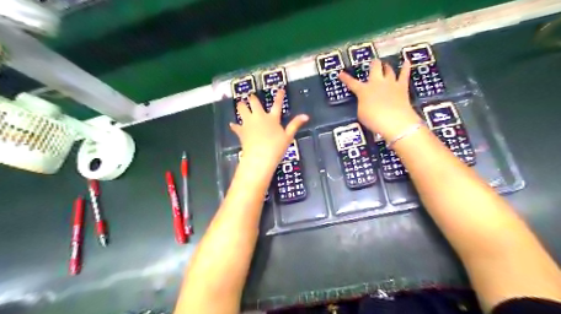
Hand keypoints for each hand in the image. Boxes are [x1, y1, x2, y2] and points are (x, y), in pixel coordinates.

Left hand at [229, 89, 307, 174]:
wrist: (259, 157)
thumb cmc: (276, 147)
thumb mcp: (288, 136)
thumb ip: (295, 125)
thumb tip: (306, 115)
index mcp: (272, 118)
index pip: (277, 104)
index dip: (279, 96)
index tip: (280, 89)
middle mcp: (259, 117)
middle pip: (254, 102)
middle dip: (252, 98)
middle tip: (251, 97)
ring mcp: (248, 123)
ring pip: (241, 109)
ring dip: (241, 106)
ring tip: (240, 104)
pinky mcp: (241, 131)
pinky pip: (236, 126)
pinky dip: (235, 126)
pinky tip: (232, 125)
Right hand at [340, 61, 422, 140]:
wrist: (394, 121)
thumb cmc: (373, 120)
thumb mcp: (361, 113)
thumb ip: (362, 104)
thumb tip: (365, 101)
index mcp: (363, 90)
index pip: (352, 83)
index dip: (345, 78)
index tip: (340, 73)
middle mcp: (376, 83)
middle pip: (374, 68)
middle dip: (373, 64)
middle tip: (373, 63)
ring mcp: (390, 83)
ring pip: (388, 69)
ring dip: (386, 66)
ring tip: (385, 64)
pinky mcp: (402, 87)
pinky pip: (404, 74)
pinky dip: (405, 67)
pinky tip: (407, 61)